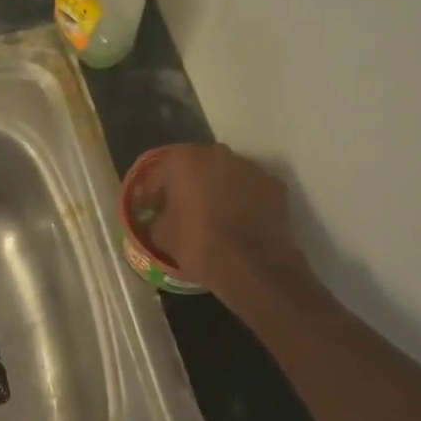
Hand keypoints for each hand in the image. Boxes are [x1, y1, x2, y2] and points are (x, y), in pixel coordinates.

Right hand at [128, 143, 305, 301]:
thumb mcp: (161, 235)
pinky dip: (240, 199)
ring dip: (214, 189)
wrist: (254, 267)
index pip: (157, 173)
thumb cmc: (199, 245)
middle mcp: (216, 153)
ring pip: (223, 174)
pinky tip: (236, 220)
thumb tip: (158, 217)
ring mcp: (249, 166)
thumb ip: (155, 218)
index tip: (147, 210)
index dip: (150, 194)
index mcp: (183, 160)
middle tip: (178, 209)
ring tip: (210, 215)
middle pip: (193, 167)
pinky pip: (248, 188)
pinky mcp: (274, 184)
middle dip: (184, 185)